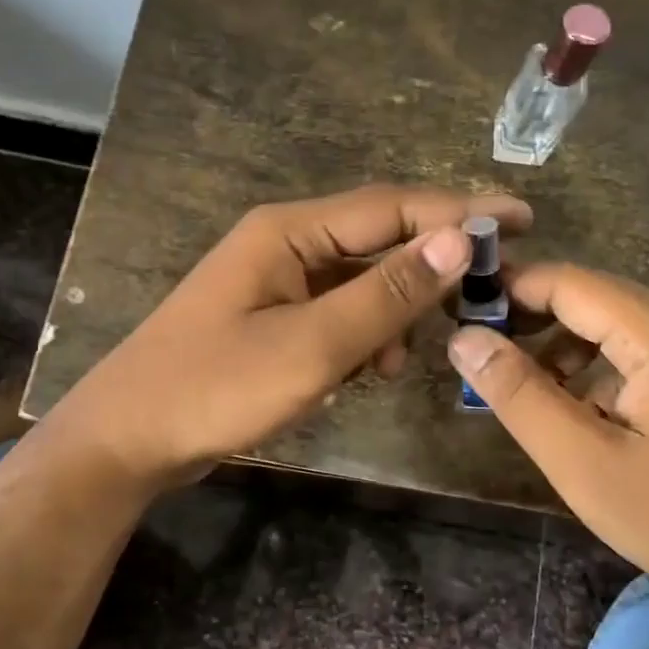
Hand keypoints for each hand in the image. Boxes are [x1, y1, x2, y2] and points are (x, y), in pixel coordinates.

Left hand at [53, 185, 531, 489]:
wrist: (127, 441)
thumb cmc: (214, 389)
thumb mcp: (311, 346)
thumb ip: (385, 295)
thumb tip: (457, 241)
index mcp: (289, 232)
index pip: (392, 207)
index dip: (458, 210)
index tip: (521, 219)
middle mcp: (285, 244)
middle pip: (378, 240)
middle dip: (431, 267)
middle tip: (488, 292)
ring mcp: (276, 283)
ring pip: (361, 283)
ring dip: (393, 314)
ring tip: (400, 361)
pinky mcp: (272, 320)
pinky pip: (337, 314)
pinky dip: (362, 338)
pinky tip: (366, 373)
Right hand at [448, 263, 648, 632]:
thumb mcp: (583, 463)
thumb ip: (519, 394)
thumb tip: (464, 337)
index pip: (569, 283)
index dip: (509, 290)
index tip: (459, 312)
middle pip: (592, 298)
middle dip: (530, 319)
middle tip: (477, 353)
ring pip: (611, 323)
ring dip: (559, 346)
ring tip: (517, 388)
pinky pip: (635, 349)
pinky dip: (593, 366)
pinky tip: (572, 408)